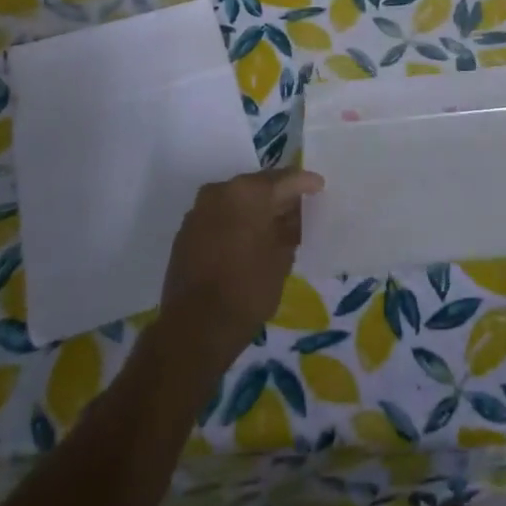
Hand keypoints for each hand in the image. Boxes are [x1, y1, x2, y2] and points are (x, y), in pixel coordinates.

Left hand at [157, 168, 323, 371]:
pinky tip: (247, 239)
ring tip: (273, 226)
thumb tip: (289, 215)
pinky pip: (219, 216)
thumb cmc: (248, 289)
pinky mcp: (186, 231)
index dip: (305, 183)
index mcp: (248, 192)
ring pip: (235, 200)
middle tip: (297, 208)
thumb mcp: (282, 258)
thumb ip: (289, 228)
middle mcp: (220, 191)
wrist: (196, 326)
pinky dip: (235, 222)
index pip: (284, 179)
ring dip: (254, 209)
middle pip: (257, 186)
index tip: (319, 186)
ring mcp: (199, 210)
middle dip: (277, 196)